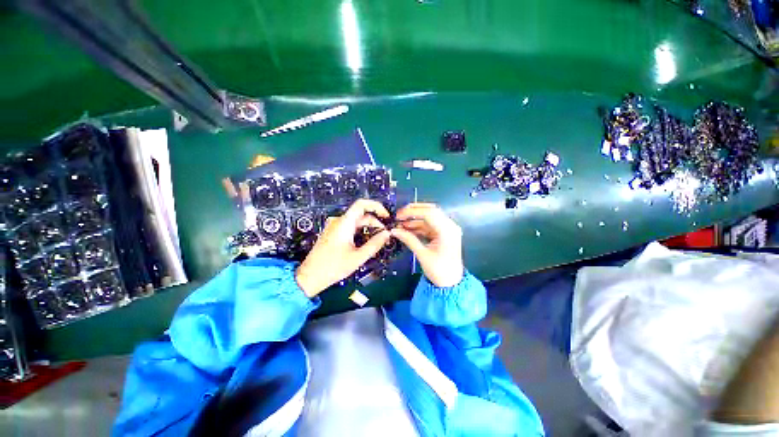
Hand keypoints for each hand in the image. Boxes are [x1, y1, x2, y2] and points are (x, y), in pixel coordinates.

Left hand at [296, 199, 390, 297]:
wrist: (311, 276)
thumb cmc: (332, 267)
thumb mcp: (358, 257)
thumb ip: (375, 244)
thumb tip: (387, 234)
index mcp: (344, 223)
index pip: (362, 204)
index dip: (376, 207)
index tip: (386, 216)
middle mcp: (338, 221)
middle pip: (361, 215)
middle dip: (375, 223)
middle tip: (385, 235)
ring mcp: (335, 227)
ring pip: (356, 222)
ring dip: (368, 229)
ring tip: (377, 241)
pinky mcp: (333, 233)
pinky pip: (350, 227)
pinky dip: (360, 232)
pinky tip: (366, 243)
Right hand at [390, 203, 463, 287]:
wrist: (451, 283)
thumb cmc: (439, 271)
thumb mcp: (422, 255)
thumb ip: (409, 239)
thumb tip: (394, 230)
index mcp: (447, 231)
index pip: (429, 213)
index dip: (412, 212)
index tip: (398, 215)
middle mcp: (450, 226)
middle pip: (431, 211)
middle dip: (414, 211)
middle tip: (399, 214)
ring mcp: (447, 229)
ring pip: (430, 217)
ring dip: (415, 219)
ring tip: (400, 223)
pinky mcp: (443, 233)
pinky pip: (430, 225)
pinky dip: (419, 225)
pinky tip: (407, 228)